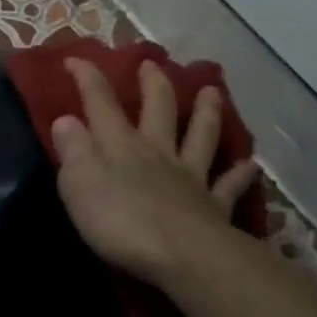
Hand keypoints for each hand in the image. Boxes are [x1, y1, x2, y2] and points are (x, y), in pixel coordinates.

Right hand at [51, 59, 261, 296]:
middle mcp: (157, 152)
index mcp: (121, 145)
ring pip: (200, 136)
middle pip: (157, 110)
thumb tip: (65, 119)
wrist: (183, 257)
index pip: (100, 103)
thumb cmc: (121, 221)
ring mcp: (190, 178)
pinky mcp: (214, 208)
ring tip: (212, 91)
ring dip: (205, 113)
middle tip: (153, 64)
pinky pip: (228, 185)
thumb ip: (73, 150)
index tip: (75, 58)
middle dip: (153, 84)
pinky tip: (250, 164)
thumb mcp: (79, 184)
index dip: (87, 78)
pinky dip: (239, 173)